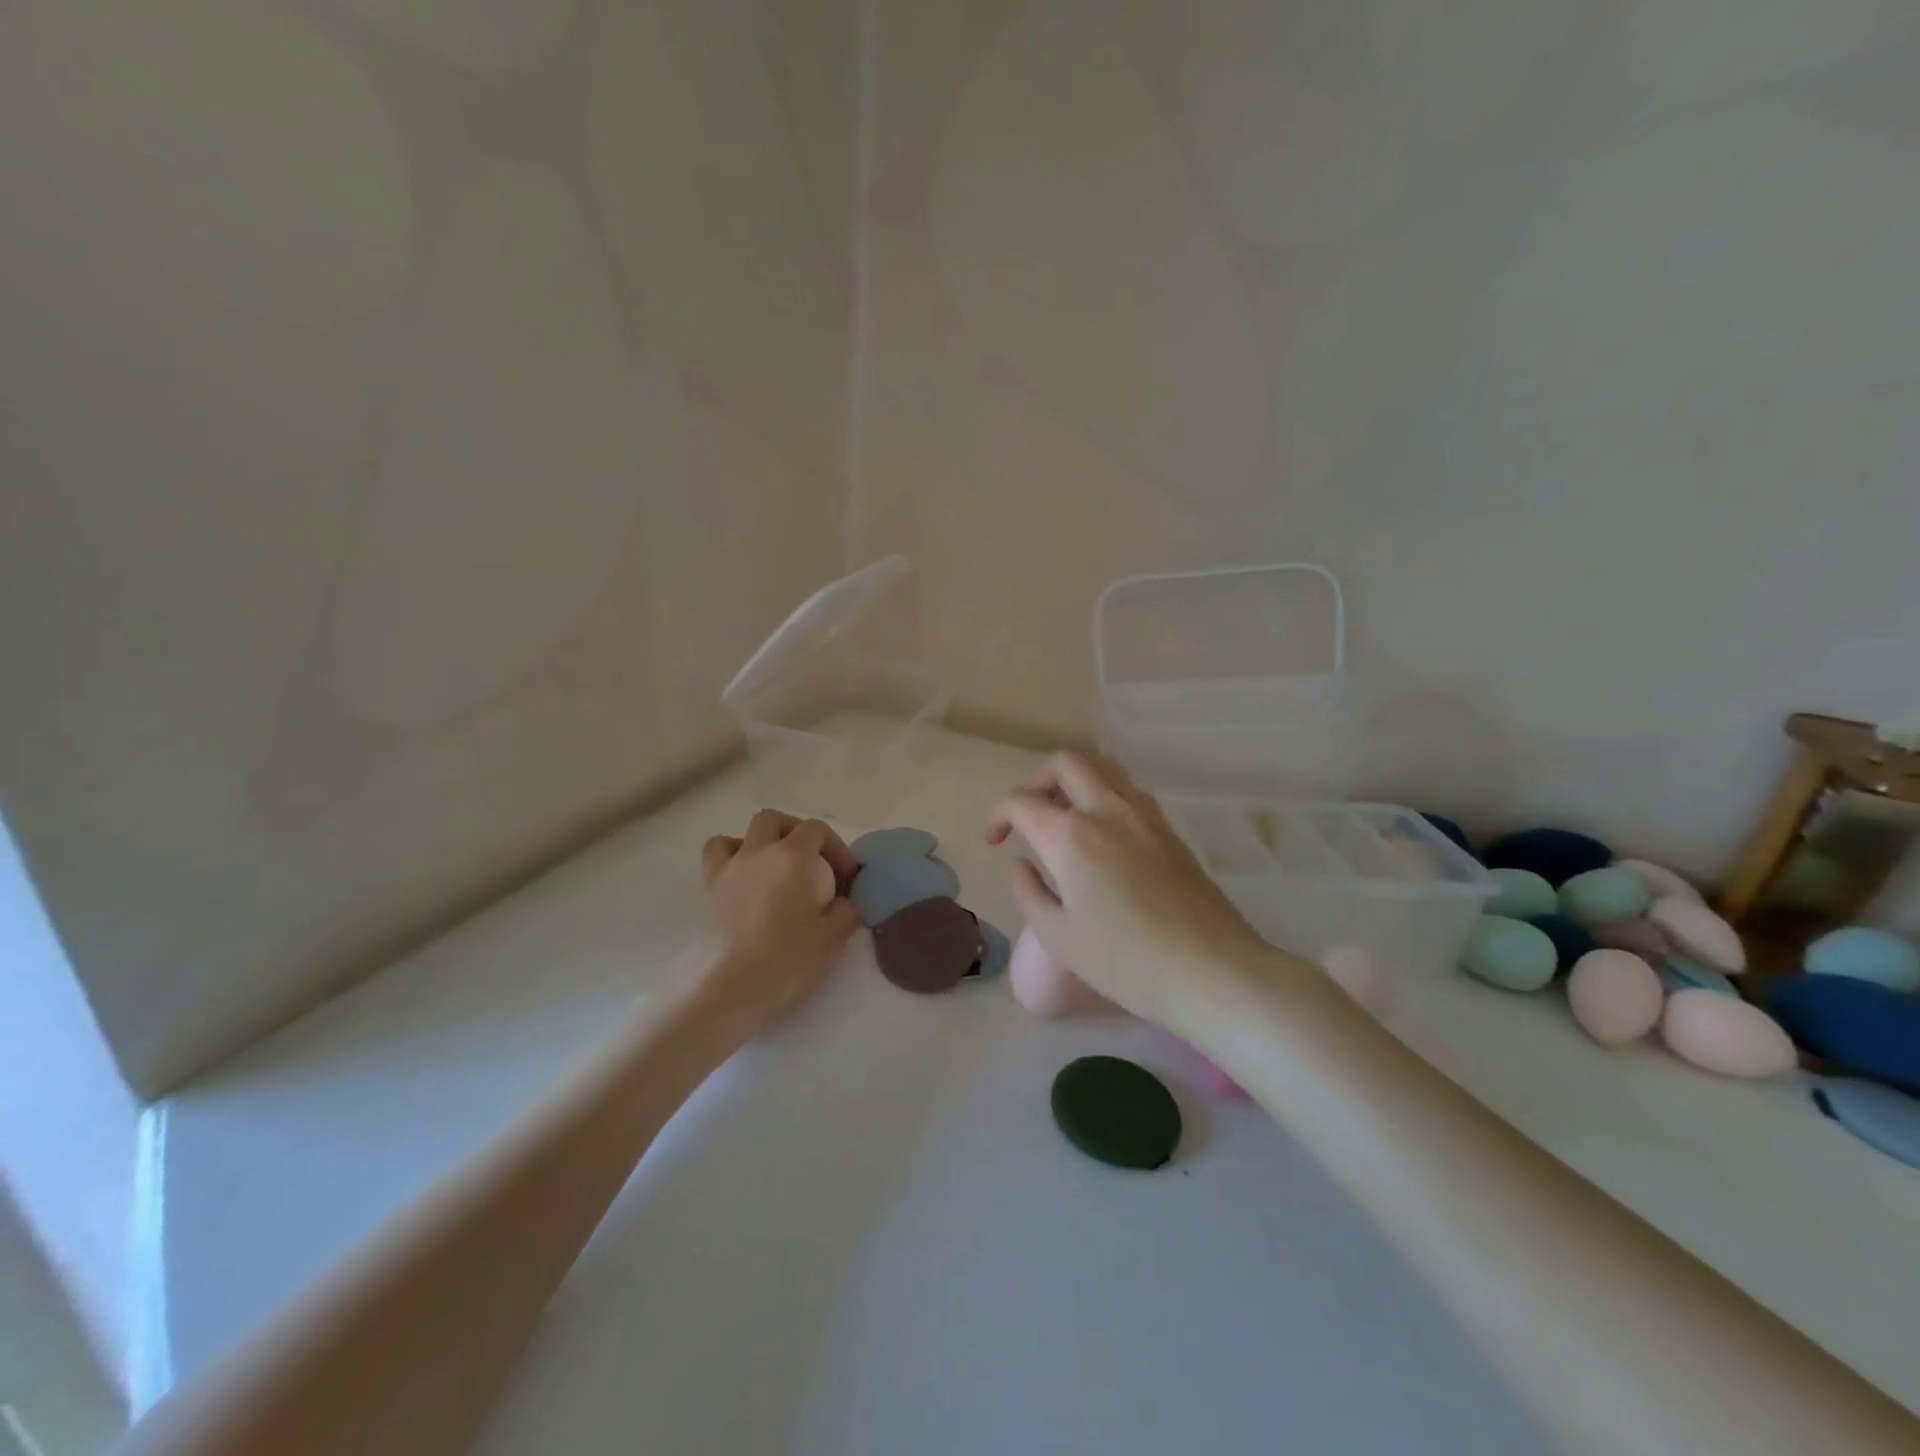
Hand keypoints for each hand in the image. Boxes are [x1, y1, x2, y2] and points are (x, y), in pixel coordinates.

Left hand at [692, 810, 860, 1029]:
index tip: (845, 875)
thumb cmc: (789, 957)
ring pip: (744, 832)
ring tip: (775, 866)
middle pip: (777, 820)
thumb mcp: (834, 936)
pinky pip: (717, 853)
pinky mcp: (710, 888)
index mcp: (794, 856)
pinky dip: (731, 855)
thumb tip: (845, 903)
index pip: (817, 829)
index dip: (835, 846)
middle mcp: (760, 851)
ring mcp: (731, 867)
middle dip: (797, 833)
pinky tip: (743, 875)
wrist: (736, 986)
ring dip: (763, 841)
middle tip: (812, 862)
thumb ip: (847, 911)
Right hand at [986, 754, 1273, 1028]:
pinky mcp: (1170, 830)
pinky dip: (1107, 795)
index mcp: (1070, 835)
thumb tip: (1021, 863)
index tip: (994, 841)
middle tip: (1032, 816)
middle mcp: (1106, 810)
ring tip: (1068, 818)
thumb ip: (1029, 892)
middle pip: (1066, 763)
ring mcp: (1144, 815)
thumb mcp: (1059, 937)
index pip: (1021, 801)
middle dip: (1038, 780)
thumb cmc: (1124, 961)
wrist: (1210, 970)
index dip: (998, 815)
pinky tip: (1106, 837)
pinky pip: (1130, 791)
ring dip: (1077, 781)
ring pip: (1104, 768)